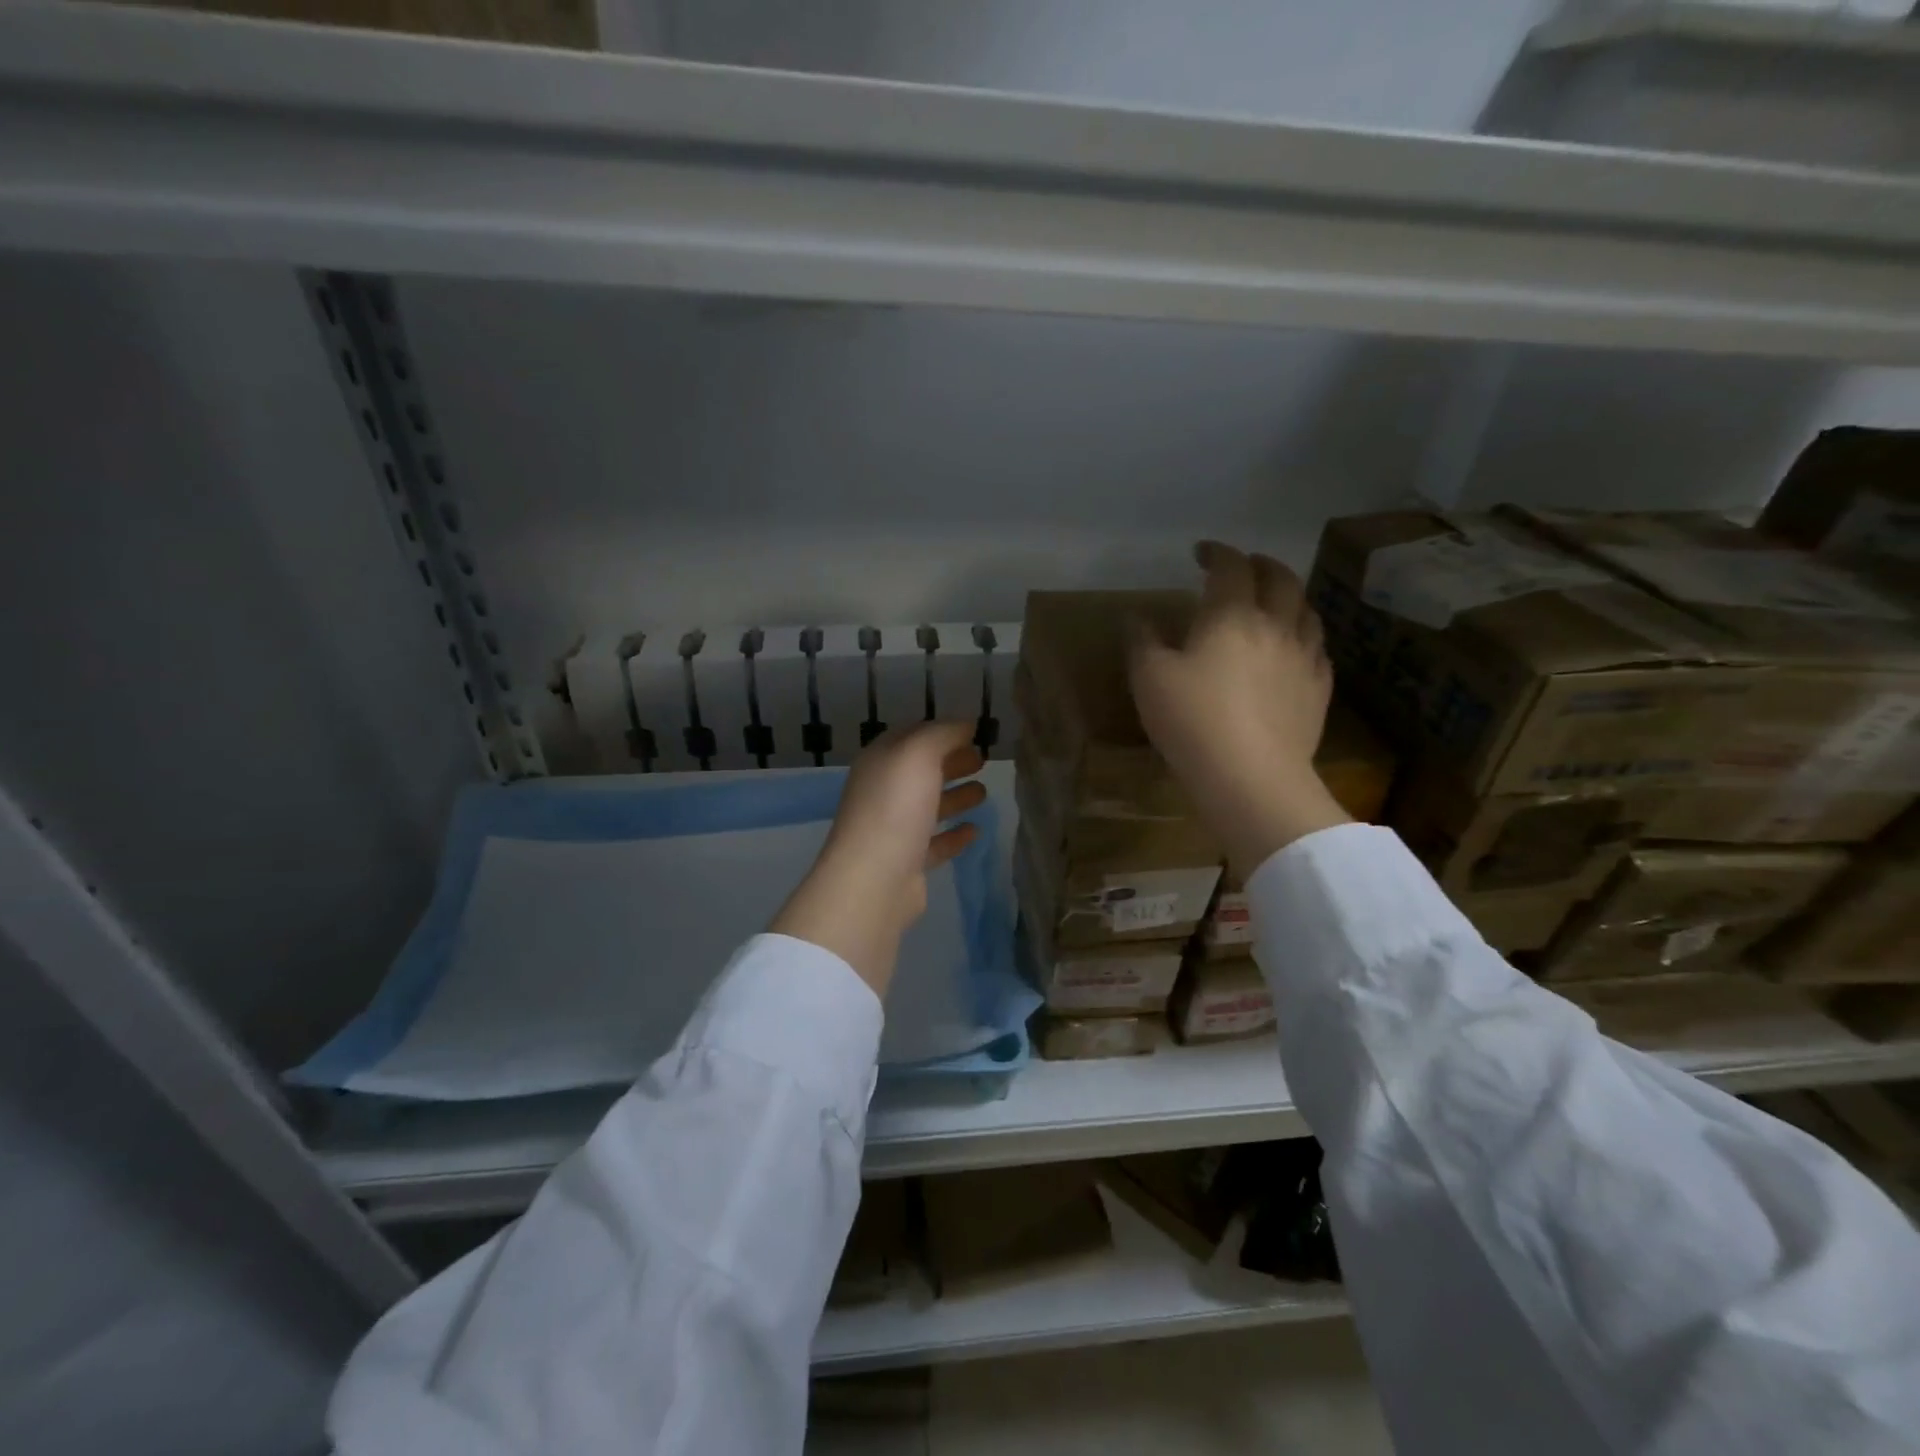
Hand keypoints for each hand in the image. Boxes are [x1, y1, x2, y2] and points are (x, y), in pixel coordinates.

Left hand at [770, 722, 987, 997]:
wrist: (874, 878)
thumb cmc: (895, 807)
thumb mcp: (919, 754)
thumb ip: (943, 733)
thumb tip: (965, 723)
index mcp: (880, 761)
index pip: (912, 736)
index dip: (942, 731)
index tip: (973, 731)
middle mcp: (883, 791)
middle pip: (922, 771)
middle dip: (951, 762)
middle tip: (983, 759)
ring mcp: (894, 828)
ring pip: (929, 805)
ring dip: (955, 797)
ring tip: (984, 792)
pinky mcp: (907, 861)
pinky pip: (934, 842)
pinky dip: (954, 835)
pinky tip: (975, 831)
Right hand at [1129, 541, 1350, 878]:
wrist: (1251, 777)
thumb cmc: (1193, 721)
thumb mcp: (1149, 678)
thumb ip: (1142, 641)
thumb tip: (1137, 616)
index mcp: (1232, 615)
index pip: (1231, 567)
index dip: (1217, 552)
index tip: (1201, 553)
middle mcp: (1275, 626)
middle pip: (1280, 579)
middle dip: (1261, 565)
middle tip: (1245, 567)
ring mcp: (1304, 658)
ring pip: (1306, 611)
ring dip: (1289, 596)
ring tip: (1274, 602)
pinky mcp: (1319, 691)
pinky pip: (1317, 650)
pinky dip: (1303, 636)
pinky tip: (1294, 649)